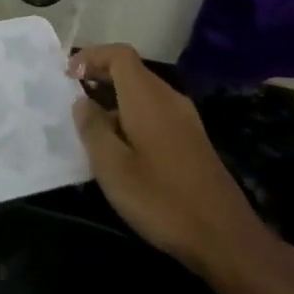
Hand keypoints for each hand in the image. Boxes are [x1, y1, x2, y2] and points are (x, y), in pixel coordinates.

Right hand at [68, 44, 271, 280]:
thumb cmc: (161, 200)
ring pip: (143, 92)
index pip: (119, 55)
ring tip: (90, 126)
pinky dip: (131, 115)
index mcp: (148, 98)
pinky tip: (120, 147)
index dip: (91, 57)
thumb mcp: (112, 167)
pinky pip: (155, 111)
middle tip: (72, 98)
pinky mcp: (192, 140)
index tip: (67, 77)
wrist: (225, 238)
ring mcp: (185, 119)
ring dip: (114, 98)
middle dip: (99, 76)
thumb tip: (82, 101)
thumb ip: (92, 128)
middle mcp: (169, 99)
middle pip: (131, 70)